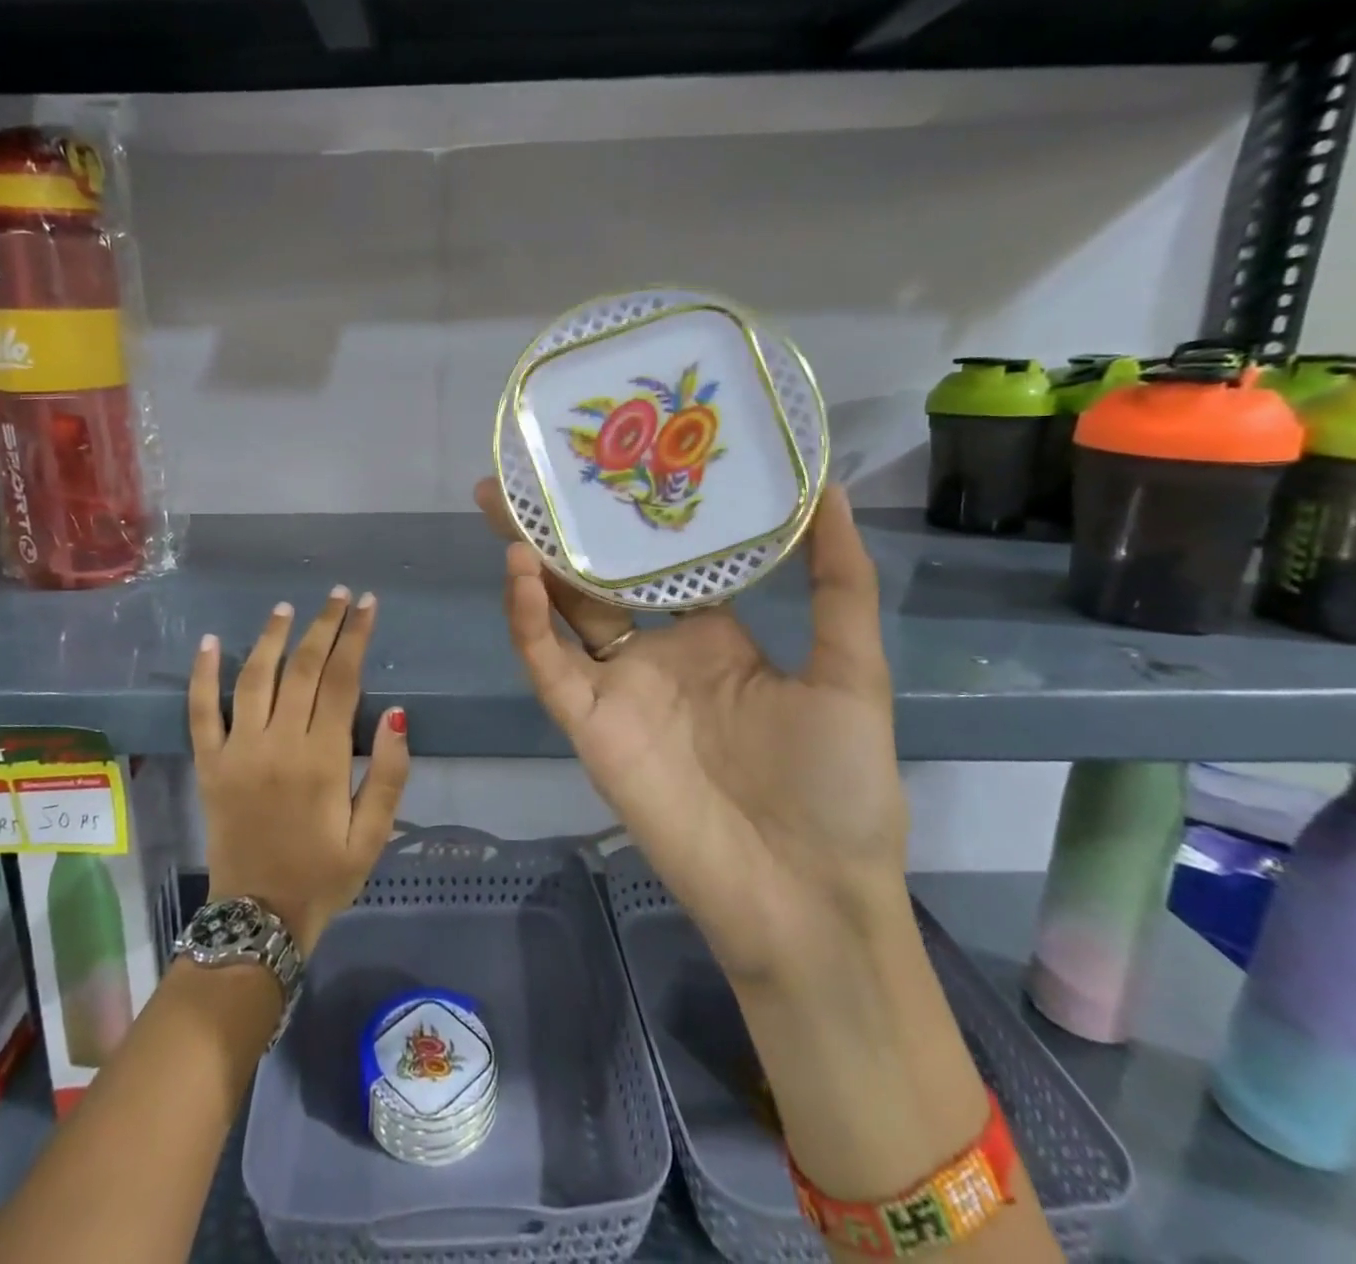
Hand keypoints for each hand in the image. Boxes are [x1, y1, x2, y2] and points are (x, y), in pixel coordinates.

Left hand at [188, 588, 410, 956]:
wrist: (258, 920)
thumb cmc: (324, 876)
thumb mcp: (373, 835)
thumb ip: (390, 774)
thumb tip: (398, 714)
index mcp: (323, 758)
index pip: (343, 679)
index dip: (356, 637)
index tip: (367, 605)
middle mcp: (279, 743)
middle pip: (303, 668)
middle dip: (324, 625)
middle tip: (338, 594)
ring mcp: (238, 751)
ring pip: (254, 678)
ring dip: (271, 637)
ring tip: (286, 607)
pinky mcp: (209, 765)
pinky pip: (201, 712)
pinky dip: (202, 675)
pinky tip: (207, 643)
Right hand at [477, 479, 906, 988]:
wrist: (807, 899)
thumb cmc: (838, 785)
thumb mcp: (850, 671)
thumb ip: (838, 582)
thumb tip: (831, 489)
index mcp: (713, 635)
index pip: (666, 560)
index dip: (643, 514)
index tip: (625, 457)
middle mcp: (657, 653)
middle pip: (598, 577)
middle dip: (565, 527)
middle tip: (533, 470)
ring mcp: (617, 688)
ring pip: (560, 612)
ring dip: (530, 560)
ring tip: (506, 503)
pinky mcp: (589, 725)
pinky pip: (549, 666)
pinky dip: (528, 621)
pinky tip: (520, 571)